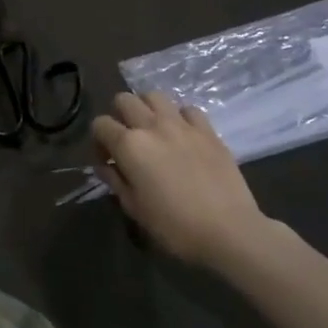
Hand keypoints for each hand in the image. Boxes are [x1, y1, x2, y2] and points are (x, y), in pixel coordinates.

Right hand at [92, 93, 273, 268]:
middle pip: (124, 100)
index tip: (106, 160)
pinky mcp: (209, 131)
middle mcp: (152, 126)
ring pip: (155, 96)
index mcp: (128, 145)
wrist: (229, 231)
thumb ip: (114, 180)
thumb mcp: (133, 207)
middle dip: (118, 116)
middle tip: (127, 140)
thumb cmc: (174, 225)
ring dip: (147, 109)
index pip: (100, 124)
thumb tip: (104, 166)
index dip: (98, 141)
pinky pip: (188, 109)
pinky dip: (180, 117)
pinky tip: (182, 136)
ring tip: (152, 131)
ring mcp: (182, 125)